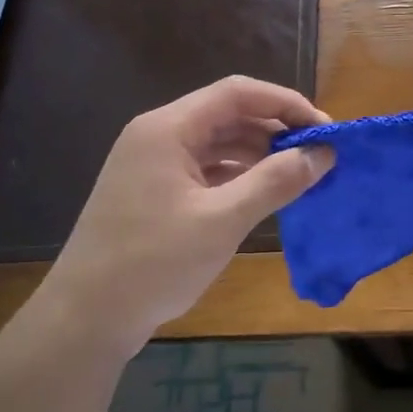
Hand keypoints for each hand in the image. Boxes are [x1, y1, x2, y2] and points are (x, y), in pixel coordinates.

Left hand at [33, 76, 331, 353]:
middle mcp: (159, 136)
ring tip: (300, 175)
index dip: (286, 104)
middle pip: (229, 115)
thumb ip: (276, 181)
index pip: (238, 93)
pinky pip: (207, 170)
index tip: (325, 130)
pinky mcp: (155, 192)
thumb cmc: (154, 262)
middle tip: (319, 155)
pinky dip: (239, 176)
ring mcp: (154, 165)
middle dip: (277, 130)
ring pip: (219, 143)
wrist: (86, 318)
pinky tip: (266, 195)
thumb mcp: (223, 220)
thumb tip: (324, 153)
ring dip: (260, 154)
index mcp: (169, 129)